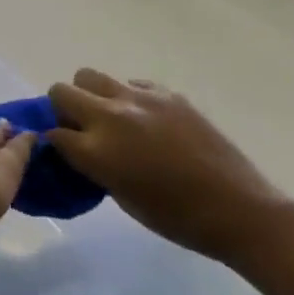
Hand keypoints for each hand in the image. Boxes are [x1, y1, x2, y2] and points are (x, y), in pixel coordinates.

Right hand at [47, 70, 291, 263]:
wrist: (240, 211)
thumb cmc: (176, 218)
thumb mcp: (120, 196)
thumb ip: (92, 165)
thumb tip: (79, 148)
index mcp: (96, 151)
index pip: (52, 133)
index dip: (56, 143)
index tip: (65, 151)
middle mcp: (110, 117)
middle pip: (60, 92)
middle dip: (63, 109)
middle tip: (82, 129)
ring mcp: (139, 100)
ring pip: (89, 76)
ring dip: (90, 95)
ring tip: (111, 117)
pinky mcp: (167, 94)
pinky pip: (131, 84)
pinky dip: (128, 98)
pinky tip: (147, 120)